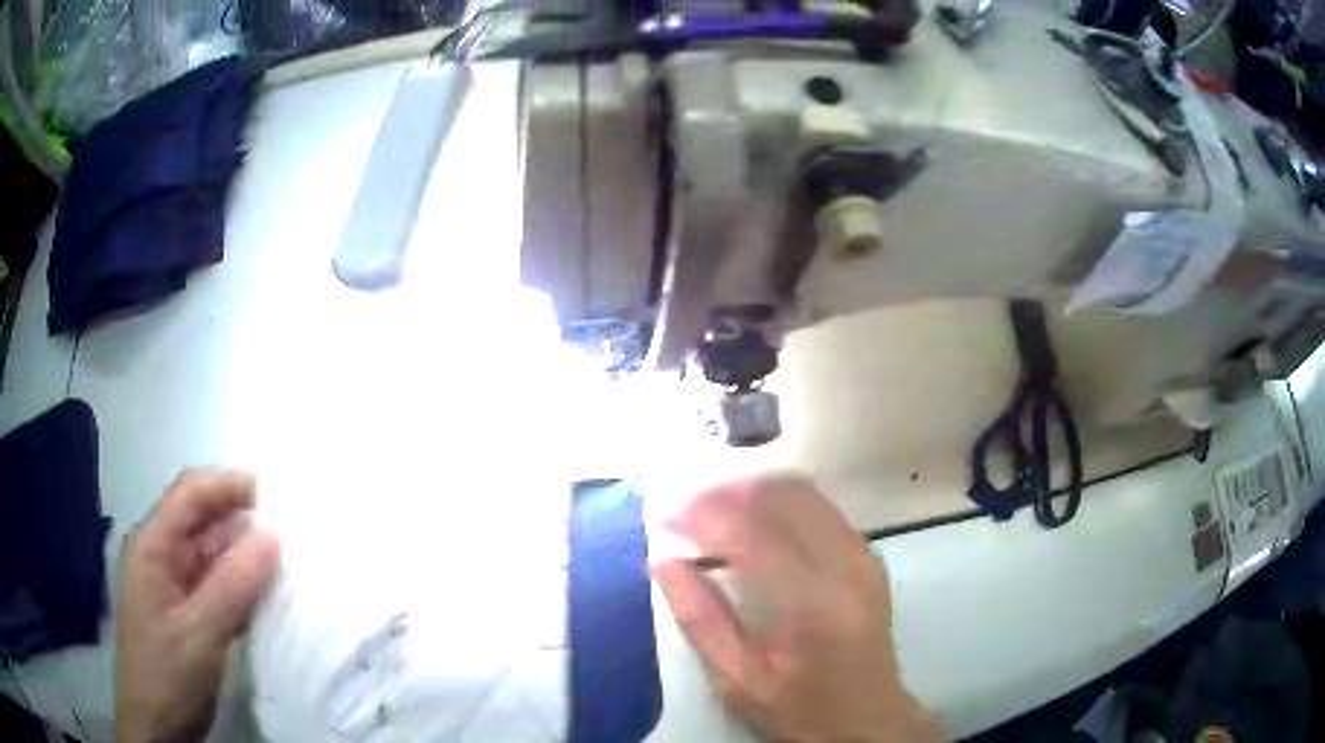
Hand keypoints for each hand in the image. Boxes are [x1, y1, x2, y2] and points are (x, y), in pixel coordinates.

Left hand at [116, 470, 280, 742]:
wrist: (156, 726)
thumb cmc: (166, 674)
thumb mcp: (199, 634)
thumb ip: (233, 587)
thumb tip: (273, 538)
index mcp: (152, 547)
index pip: (188, 496)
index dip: (225, 485)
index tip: (272, 492)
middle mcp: (161, 558)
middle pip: (200, 523)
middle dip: (238, 519)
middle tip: (287, 527)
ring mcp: (174, 589)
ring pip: (211, 558)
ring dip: (243, 556)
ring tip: (285, 559)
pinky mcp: (188, 617)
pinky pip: (217, 589)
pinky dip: (241, 587)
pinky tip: (267, 595)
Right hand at [653, 475, 939, 742]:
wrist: (868, 718)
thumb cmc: (800, 708)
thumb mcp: (738, 681)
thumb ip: (700, 619)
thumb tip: (664, 561)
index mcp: (813, 604)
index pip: (751, 535)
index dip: (703, 516)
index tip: (664, 516)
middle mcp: (846, 566)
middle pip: (782, 498)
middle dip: (727, 494)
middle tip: (686, 510)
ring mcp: (863, 555)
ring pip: (803, 494)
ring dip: (752, 493)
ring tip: (713, 513)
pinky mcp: (868, 555)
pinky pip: (819, 508)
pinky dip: (779, 504)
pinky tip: (753, 523)